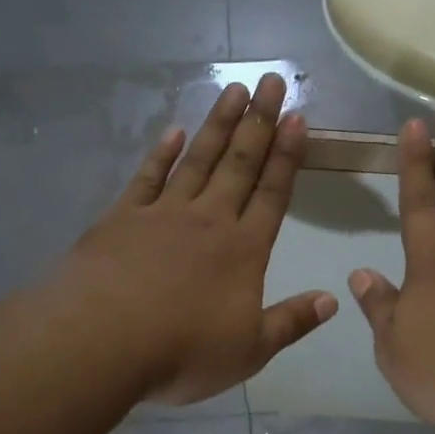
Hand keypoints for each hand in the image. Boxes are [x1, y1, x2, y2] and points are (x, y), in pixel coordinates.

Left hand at [60, 73, 337, 404]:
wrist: (100, 342)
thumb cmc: (182, 352)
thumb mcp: (249, 350)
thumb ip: (292, 322)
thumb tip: (333, 300)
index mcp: (243, 250)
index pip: (272, 193)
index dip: (287, 155)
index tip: (297, 117)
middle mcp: (208, 220)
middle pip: (239, 163)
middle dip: (259, 122)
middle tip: (272, 82)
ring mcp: (163, 213)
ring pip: (198, 159)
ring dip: (218, 124)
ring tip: (235, 90)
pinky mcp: (122, 218)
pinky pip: (147, 177)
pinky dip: (161, 153)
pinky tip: (173, 131)